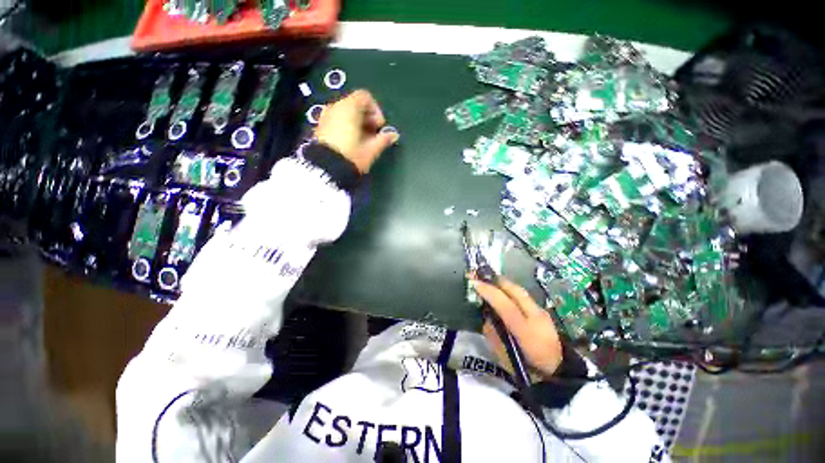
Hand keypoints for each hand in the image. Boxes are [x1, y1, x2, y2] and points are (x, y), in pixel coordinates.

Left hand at [314, 89, 398, 173]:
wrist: (325, 169)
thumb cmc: (351, 156)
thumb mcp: (371, 149)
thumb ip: (383, 140)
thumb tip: (393, 135)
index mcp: (349, 108)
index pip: (365, 97)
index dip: (376, 110)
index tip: (379, 126)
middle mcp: (335, 107)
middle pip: (355, 104)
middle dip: (367, 117)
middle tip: (373, 134)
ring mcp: (326, 117)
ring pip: (346, 112)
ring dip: (357, 122)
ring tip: (363, 140)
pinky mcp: (321, 127)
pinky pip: (337, 120)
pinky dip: (346, 126)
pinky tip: (351, 142)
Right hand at [471, 276, 563, 377]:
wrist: (558, 373)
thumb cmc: (528, 369)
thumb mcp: (504, 357)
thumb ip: (492, 334)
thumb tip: (484, 314)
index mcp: (526, 332)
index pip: (506, 306)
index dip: (489, 291)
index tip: (474, 282)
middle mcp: (536, 317)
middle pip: (515, 291)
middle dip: (495, 281)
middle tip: (479, 275)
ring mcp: (542, 312)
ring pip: (520, 290)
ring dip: (502, 283)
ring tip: (488, 280)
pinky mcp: (543, 311)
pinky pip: (523, 295)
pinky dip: (510, 290)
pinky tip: (502, 291)